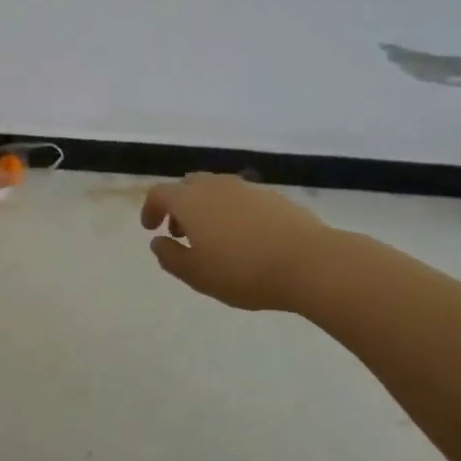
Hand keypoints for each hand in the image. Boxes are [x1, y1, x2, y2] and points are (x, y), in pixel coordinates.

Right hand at [141, 174, 337, 311]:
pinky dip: (233, 212)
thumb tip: (158, 242)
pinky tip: (246, 237)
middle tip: (180, 232)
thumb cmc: (244, 271)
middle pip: (187, 186)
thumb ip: (171, 257)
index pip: (159, 194)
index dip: (151, 209)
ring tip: (214, 237)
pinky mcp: (273, 197)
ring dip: (206, 208)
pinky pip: (242, 199)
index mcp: (190, 200)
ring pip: (216, 190)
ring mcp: (246, 188)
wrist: (310, 262)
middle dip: (179, 206)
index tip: (151, 228)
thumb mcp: (198, 275)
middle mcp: (214, 185)